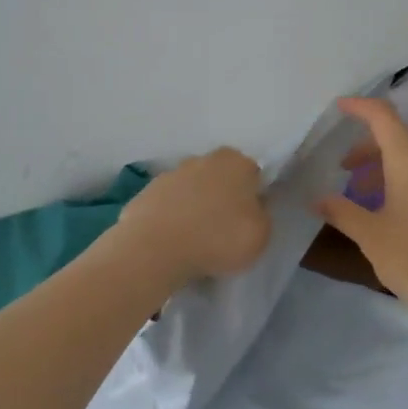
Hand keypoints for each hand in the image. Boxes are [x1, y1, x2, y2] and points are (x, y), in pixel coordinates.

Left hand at [116, 147, 271, 280]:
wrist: (155, 249)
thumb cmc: (217, 238)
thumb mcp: (261, 235)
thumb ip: (261, 216)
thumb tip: (252, 209)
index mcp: (237, 162)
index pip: (252, 174)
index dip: (253, 197)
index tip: (248, 220)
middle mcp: (204, 159)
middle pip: (220, 178)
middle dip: (222, 197)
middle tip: (223, 229)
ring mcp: (171, 174)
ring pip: (192, 190)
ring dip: (195, 207)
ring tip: (195, 240)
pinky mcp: (146, 192)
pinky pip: (168, 206)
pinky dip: (171, 218)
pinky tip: (173, 241)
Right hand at [316, 99, 407, 316]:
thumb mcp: (370, 236)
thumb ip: (341, 212)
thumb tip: (317, 199)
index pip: (383, 116)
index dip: (359, 107)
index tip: (339, 108)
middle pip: (400, 138)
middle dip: (369, 148)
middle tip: (345, 170)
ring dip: (389, 168)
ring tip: (367, 197)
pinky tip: (401, 215)